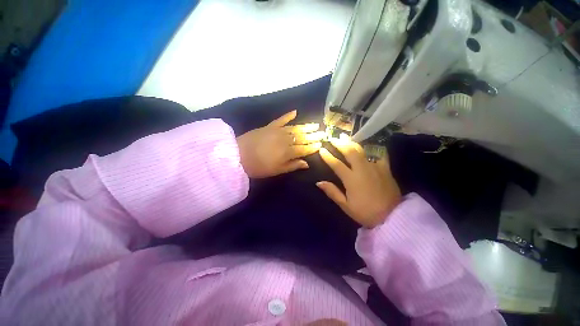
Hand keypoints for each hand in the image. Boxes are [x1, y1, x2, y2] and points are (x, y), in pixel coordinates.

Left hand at [236, 110, 324, 177]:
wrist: (238, 155)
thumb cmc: (258, 167)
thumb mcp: (276, 170)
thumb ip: (292, 165)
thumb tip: (307, 164)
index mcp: (288, 152)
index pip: (304, 149)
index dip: (313, 147)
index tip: (321, 143)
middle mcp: (285, 140)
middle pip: (302, 137)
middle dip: (313, 135)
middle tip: (323, 132)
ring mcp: (277, 131)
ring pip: (295, 128)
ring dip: (306, 126)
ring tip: (315, 124)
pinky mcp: (269, 126)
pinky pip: (281, 119)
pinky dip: (288, 115)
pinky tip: (295, 111)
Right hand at [317, 135, 400, 227]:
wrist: (393, 217)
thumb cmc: (366, 212)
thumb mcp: (346, 205)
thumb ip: (332, 192)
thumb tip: (319, 182)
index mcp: (351, 179)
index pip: (336, 164)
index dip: (327, 156)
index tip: (321, 149)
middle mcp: (362, 169)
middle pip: (349, 152)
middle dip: (340, 143)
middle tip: (333, 138)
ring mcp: (375, 167)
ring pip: (362, 150)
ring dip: (352, 143)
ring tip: (345, 138)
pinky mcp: (385, 169)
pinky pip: (379, 155)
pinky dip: (372, 150)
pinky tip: (368, 147)